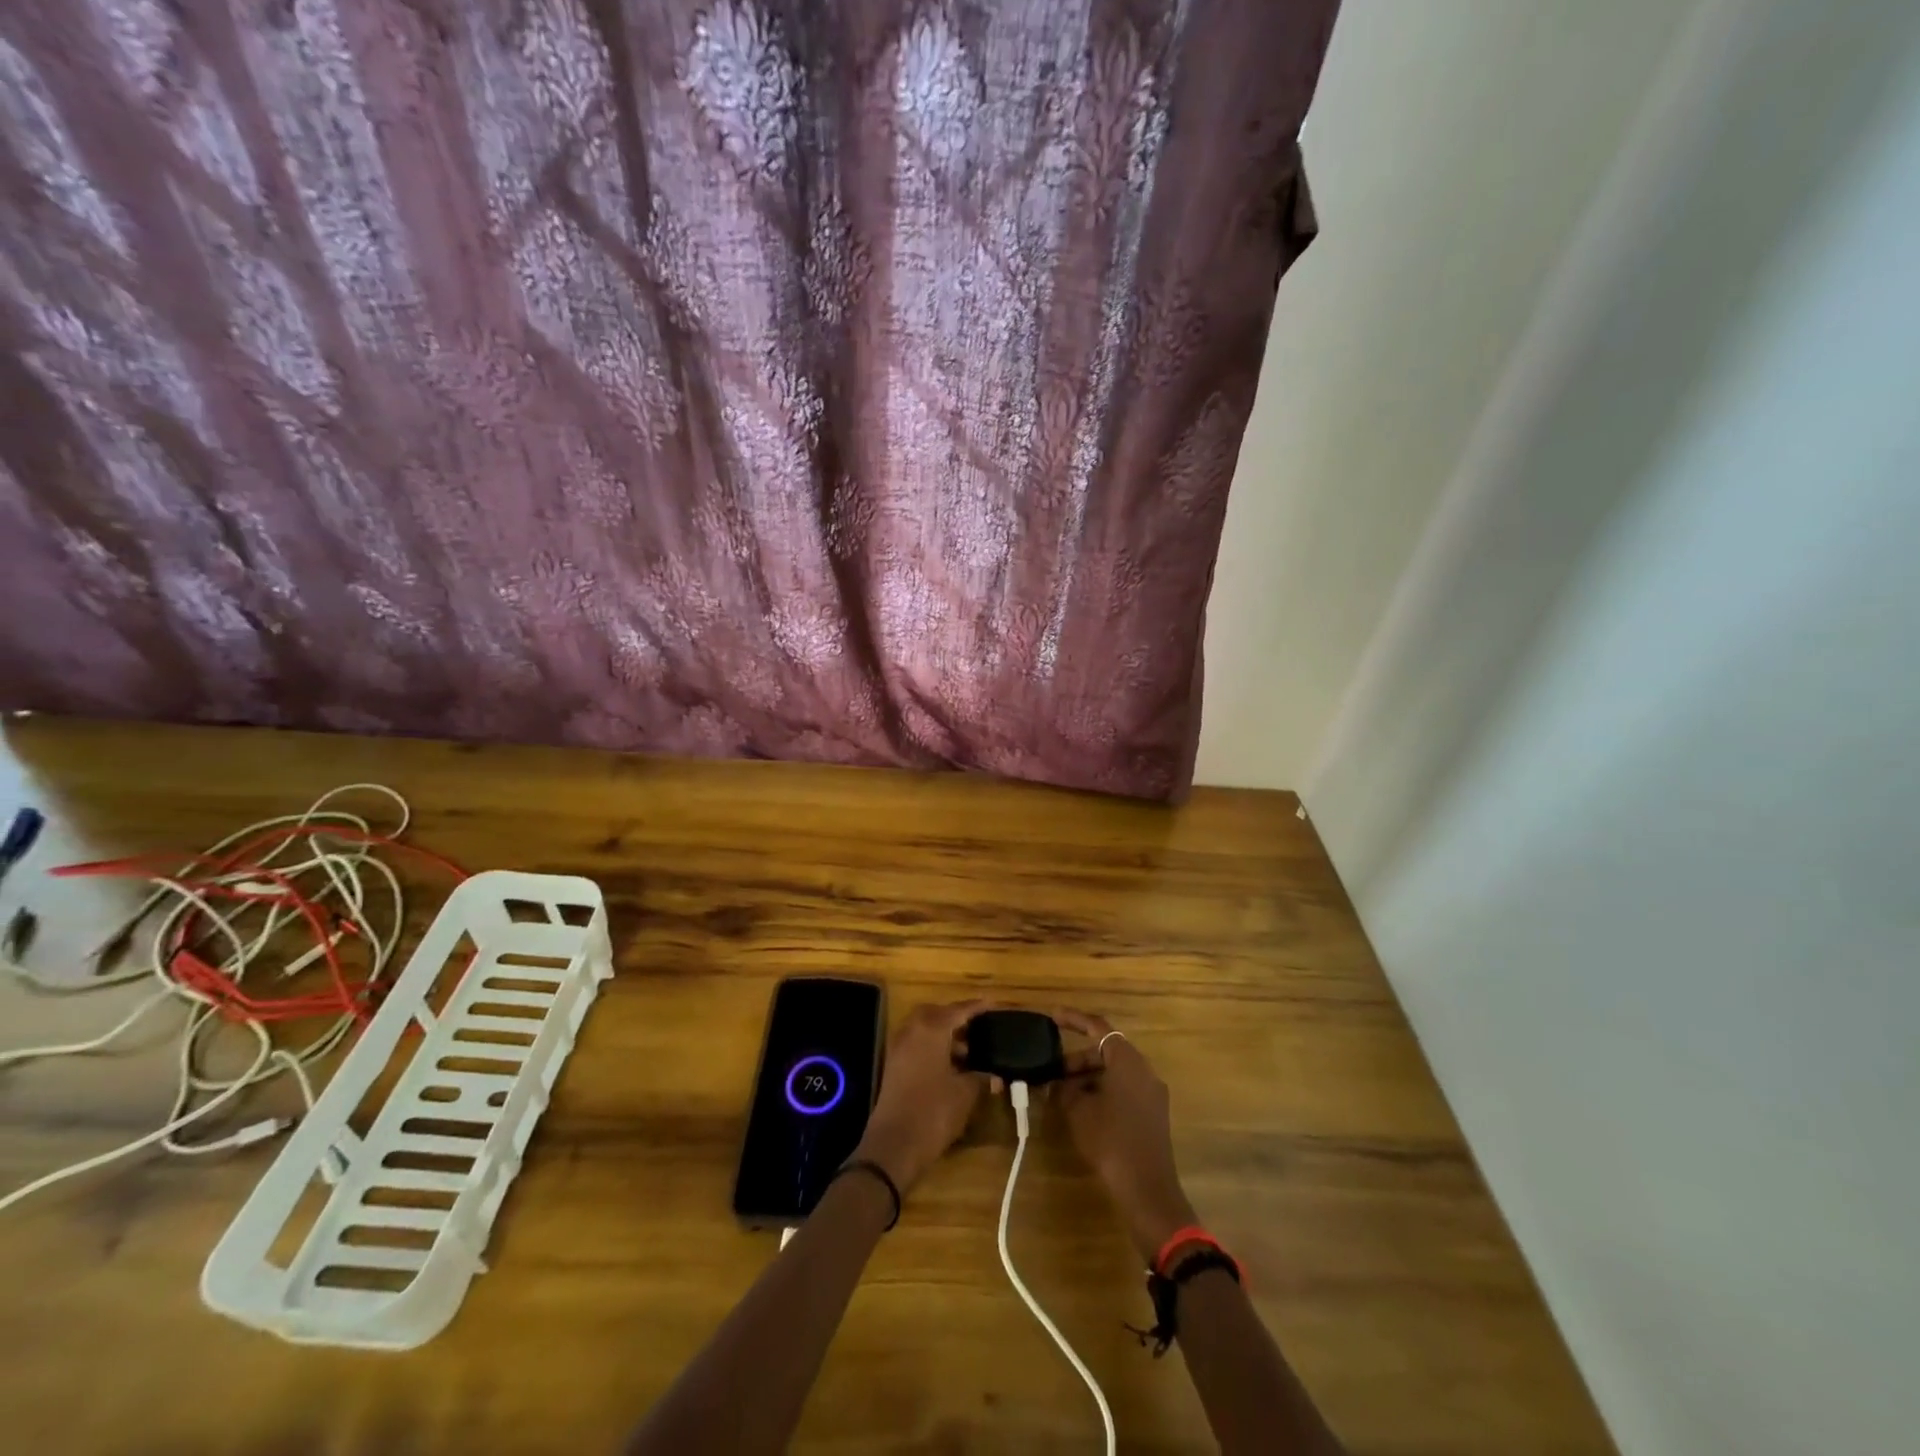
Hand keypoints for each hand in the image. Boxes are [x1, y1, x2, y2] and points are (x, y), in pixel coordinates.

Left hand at [850, 1000, 990, 1195]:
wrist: (894, 1145)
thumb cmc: (934, 1112)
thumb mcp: (965, 1094)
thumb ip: (981, 1077)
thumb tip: (995, 1076)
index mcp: (931, 1029)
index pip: (958, 1010)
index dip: (977, 1008)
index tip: (992, 1004)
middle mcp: (912, 1031)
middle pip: (937, 1014)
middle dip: (956, 1018)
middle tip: (978, 1028)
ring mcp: (899, 1048)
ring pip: (924, 1030)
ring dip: (944, 1035)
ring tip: (969, 1052)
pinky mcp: (893, 1066)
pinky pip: (916, 1045)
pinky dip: (933, 1048)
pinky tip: (950, 1067)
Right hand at [1053, 1009, 1197, 1261]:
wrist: (1147, 1189)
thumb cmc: (1110, 1141)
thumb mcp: (1078, 1111)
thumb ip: (1064, 1089)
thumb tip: (1058, 1082)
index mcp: (1127, 1060)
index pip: (1099, 1027)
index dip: (1074, 1019)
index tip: (1053, 1017)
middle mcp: (1144, 1070)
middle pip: (1107, 1051)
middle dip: (1078, 1058)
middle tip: (1052, 1071)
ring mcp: (1152, 1092)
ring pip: (1115, 1072)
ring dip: (1088, 1077)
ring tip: (1062, 1093)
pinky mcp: (1153, 1114)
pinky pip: (1124, 1089)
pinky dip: (1102, 1091)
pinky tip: (1082, 1110)